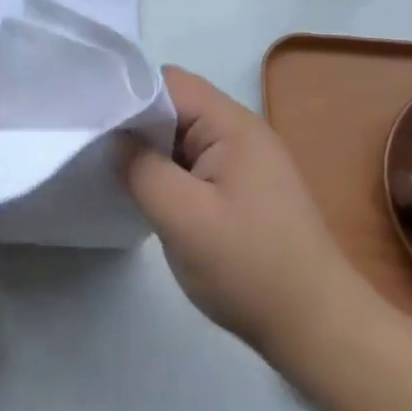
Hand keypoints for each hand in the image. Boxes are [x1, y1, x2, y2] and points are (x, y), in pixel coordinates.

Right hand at [122, 69, 368, 359]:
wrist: (318, 328)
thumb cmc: (249, 267)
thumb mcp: (183, 218)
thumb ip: (142, 169)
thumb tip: (115, 140)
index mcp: (232, 123)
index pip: (169, 83)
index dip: (129, 95)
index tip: (93, 121)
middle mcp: (241, 130)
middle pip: (176, 106)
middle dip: (137, 125)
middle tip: (96, 149)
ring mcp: (246, 160)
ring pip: (184, 137)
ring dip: (153, 152)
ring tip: (114, 173)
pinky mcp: (245, 188)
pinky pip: (197, 163)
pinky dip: (171, 172)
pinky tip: (150, 197)